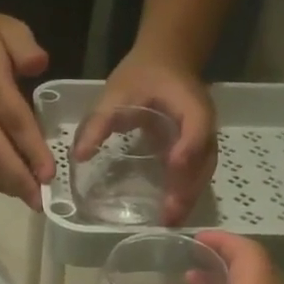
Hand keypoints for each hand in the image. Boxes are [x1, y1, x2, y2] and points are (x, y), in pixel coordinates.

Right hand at [0, 9, 54, 206]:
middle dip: (19, 180)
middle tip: (40, 202)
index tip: (49, 174)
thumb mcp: (9, 28)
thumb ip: (27, 48)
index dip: (32, 151)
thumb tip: (40, 66)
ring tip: (29, 200)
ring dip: (6, 185)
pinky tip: (8, 188)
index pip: (15, 123)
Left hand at [74, 51, 216, 223]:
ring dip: (189, 196)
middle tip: (170, 215)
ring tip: (171, 222)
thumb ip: (99, 122)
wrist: (166, 61)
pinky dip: (186, 192)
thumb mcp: (116, 93)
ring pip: (203, 170)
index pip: (195, 126)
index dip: (187, 146)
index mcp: (189, 102)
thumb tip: (79, 156)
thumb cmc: (141, 75)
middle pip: (203, 158)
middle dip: (188, 187)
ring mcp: (203, 137)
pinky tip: (171, 212)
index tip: (173, 165)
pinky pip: (196, 173)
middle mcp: (203, 122)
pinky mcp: (196, 149)